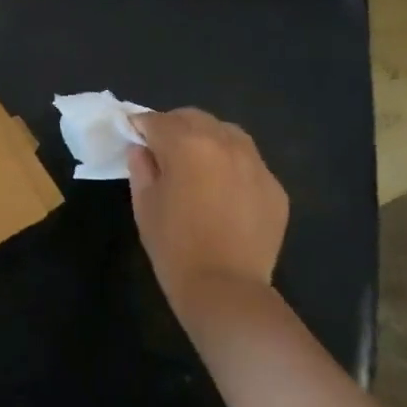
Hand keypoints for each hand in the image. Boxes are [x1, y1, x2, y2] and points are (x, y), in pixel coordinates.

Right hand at [128, 109, 289, 332]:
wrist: (225, 288)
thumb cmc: (173, 245)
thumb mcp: (144, 204)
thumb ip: (141, 167)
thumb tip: (141, 148)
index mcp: (186, 145)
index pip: (156, 121)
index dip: (140, 126)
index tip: (132, 136)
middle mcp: (224, 143)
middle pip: (194, 118)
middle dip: (174, 127)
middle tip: (162, 150)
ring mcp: (255, 164)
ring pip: (227, 133)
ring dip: (207, 139)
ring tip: (196, 164)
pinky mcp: (274, 187)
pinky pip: (248, 162)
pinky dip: (231, 165)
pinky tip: (222, 191)